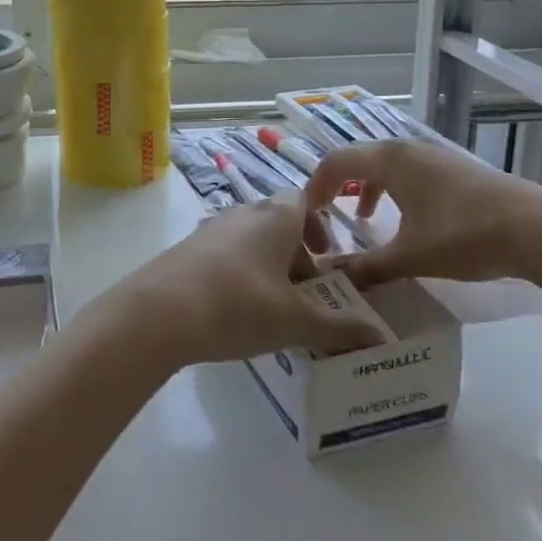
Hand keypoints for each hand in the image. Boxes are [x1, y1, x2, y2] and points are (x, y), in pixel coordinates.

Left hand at [103, 196, 390, 368]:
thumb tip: (381, 337)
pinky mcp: (187, 249)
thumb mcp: (296, 321)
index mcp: (275, 216)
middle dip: (296, 255)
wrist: (159, 311)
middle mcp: (243, 212)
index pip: (304, 203)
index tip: (328, 261)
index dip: (320, 229)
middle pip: (278, 223)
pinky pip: (225, 255)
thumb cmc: (239, 304)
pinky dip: (239, 275)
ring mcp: (211, 228)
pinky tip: (236, 312)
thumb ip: (340, 328)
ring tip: (274, 310)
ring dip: (267, 267)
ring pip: (250, 240)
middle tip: (306, 295)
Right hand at [305, 138, 541, 287]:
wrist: (539, 230)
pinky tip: (408, 220)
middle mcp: (407, 149)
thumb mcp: (410, 257)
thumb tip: (333, 281)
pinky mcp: (457, 170)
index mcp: (389, 160)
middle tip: (330, 216)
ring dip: (369, 189)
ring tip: (365, 219)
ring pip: (387, 166)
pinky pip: (410, 173)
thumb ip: (368, 267)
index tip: (308, 215)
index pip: (336, 163)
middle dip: (340, 186)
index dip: (316, 187)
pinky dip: (395, 191)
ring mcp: (435, 156)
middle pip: (360, 159)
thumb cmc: (464, 236)